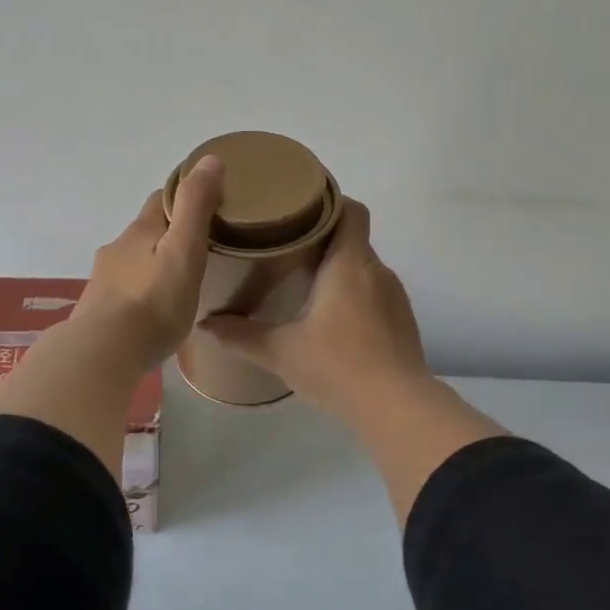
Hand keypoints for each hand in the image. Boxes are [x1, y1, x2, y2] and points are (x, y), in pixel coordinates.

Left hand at [70, 155, 224, 372]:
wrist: (103, 353)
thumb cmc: (153, 302)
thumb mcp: (184, 251)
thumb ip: (195, 207)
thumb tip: (209, 159)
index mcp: (139, 231)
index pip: (160, 199)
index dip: (183, 196)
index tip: (208, 205)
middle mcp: (116, 249)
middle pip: (146, 232)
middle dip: (169, 234)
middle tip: (201, 249)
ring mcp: (103, 280)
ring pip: (134, 262)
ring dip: (154, 265)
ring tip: (180, 283)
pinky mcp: (98, 309)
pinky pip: (126, 291)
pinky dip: (142, 291)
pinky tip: (154, 311)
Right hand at [201, 199, 431, 422]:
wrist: (396, 407)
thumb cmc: (337, 366)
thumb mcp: (281, 352)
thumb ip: (241, 335)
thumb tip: (206, 323)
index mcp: (349, 263)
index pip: (351, 210)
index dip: (330, 202)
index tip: (300, 209)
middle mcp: (377, 271)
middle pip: (354, 239)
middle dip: (324, 240)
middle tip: (288, 250)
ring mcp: (395, 297)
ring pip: (365, 269)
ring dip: (340, 271)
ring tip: (307, 285)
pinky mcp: (403, 322)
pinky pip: (377, 294)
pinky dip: (355, 297)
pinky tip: (334, 321)